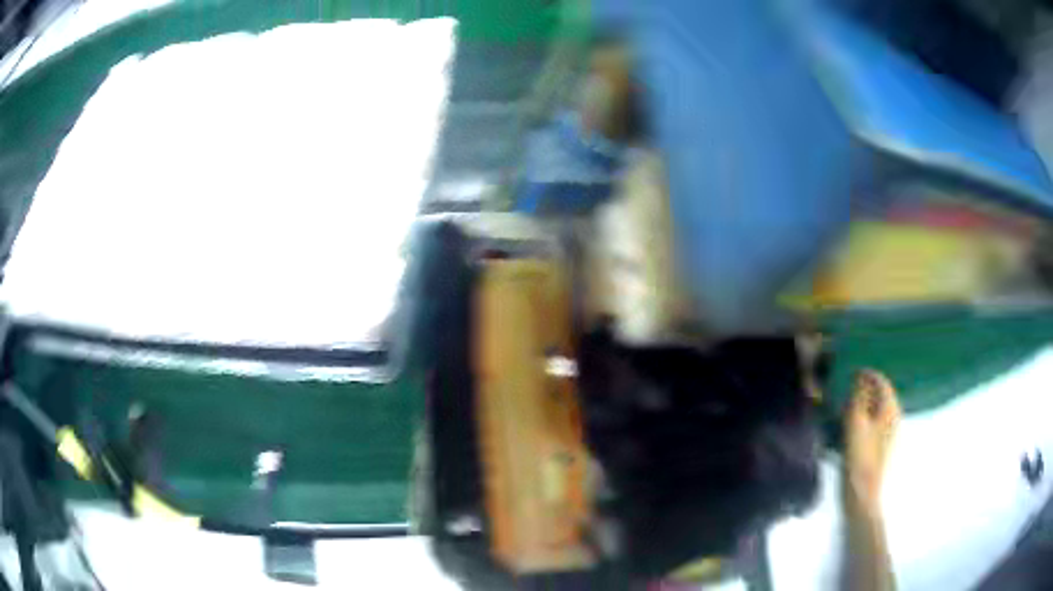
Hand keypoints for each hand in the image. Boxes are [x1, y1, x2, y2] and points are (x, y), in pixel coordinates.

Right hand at [844, 369, 901, 506]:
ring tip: (845, 407)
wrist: (862, 494)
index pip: (881, 381)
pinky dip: (864, 419)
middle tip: (846, 389)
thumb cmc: (859, 457)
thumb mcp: (855, 422)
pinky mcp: (882, 447)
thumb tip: (860, 376)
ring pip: (877, 410)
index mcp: (890, 409)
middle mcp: (894, 417)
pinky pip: (874, 423)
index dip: (866, 374)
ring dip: (863, 405)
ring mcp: (890, 434)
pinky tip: (850, 427)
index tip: (850, 372)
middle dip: (865, 389)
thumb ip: (858, 396)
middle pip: (881, 395)